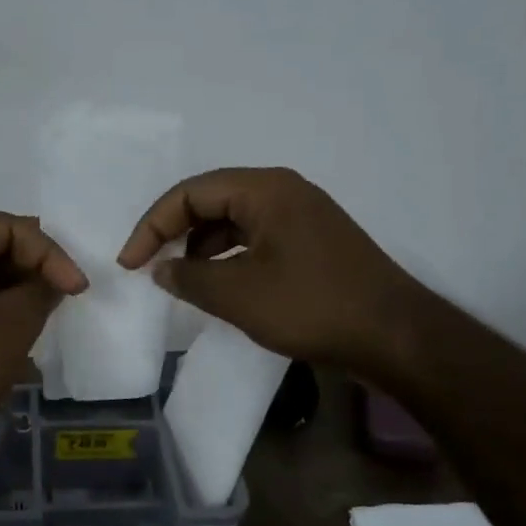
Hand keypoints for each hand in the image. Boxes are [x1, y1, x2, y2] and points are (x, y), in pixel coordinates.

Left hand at [0, 211, 87, 472]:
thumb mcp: (12, 326)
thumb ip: (41, 289)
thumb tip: (54, 278)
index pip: (5, 226)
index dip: (48, 252)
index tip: (76, 288)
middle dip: (29, 263)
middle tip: (62, 290)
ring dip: (10, 282)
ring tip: (42, 306)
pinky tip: (11, 321)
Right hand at [117, 168, 416, 367]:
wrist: (394, 335)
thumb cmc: (311, 306)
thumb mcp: (238, 295)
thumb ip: (189, 278)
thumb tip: (162, 269)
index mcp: (265, 190)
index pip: (190, 192)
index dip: (152, 225)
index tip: (130, 263)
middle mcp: (284, 192)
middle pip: (212, 199)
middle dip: (175, 231)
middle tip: (152, 266)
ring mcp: (303, 216)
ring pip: (234, 219)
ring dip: (201, 245)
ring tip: (182, 279)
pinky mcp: (313, 242)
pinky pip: (257, 237)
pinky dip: (230, 256)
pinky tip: (221, 284)